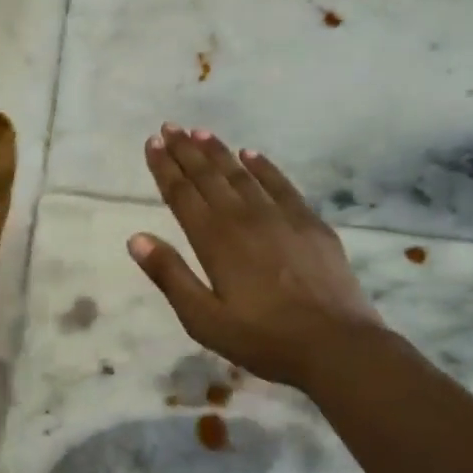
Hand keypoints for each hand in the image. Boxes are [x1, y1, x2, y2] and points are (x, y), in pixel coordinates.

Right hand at [128, 125, 387, 390]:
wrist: (337, 345)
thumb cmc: (262, 338)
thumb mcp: (203, 319)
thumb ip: (170, 275)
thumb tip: (136, 238)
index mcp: (214, 239)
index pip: (182, 194)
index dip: (164, 167)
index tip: (152, 142)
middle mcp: (243, 218)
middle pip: (208, 176)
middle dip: (186, 150)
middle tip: (169, 127)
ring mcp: (280, 216)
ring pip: (241, 174)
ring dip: (218, 152)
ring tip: (200, 132)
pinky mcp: (310, 223)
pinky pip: (281, 184)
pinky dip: (263, 166)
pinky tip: (251, 154)